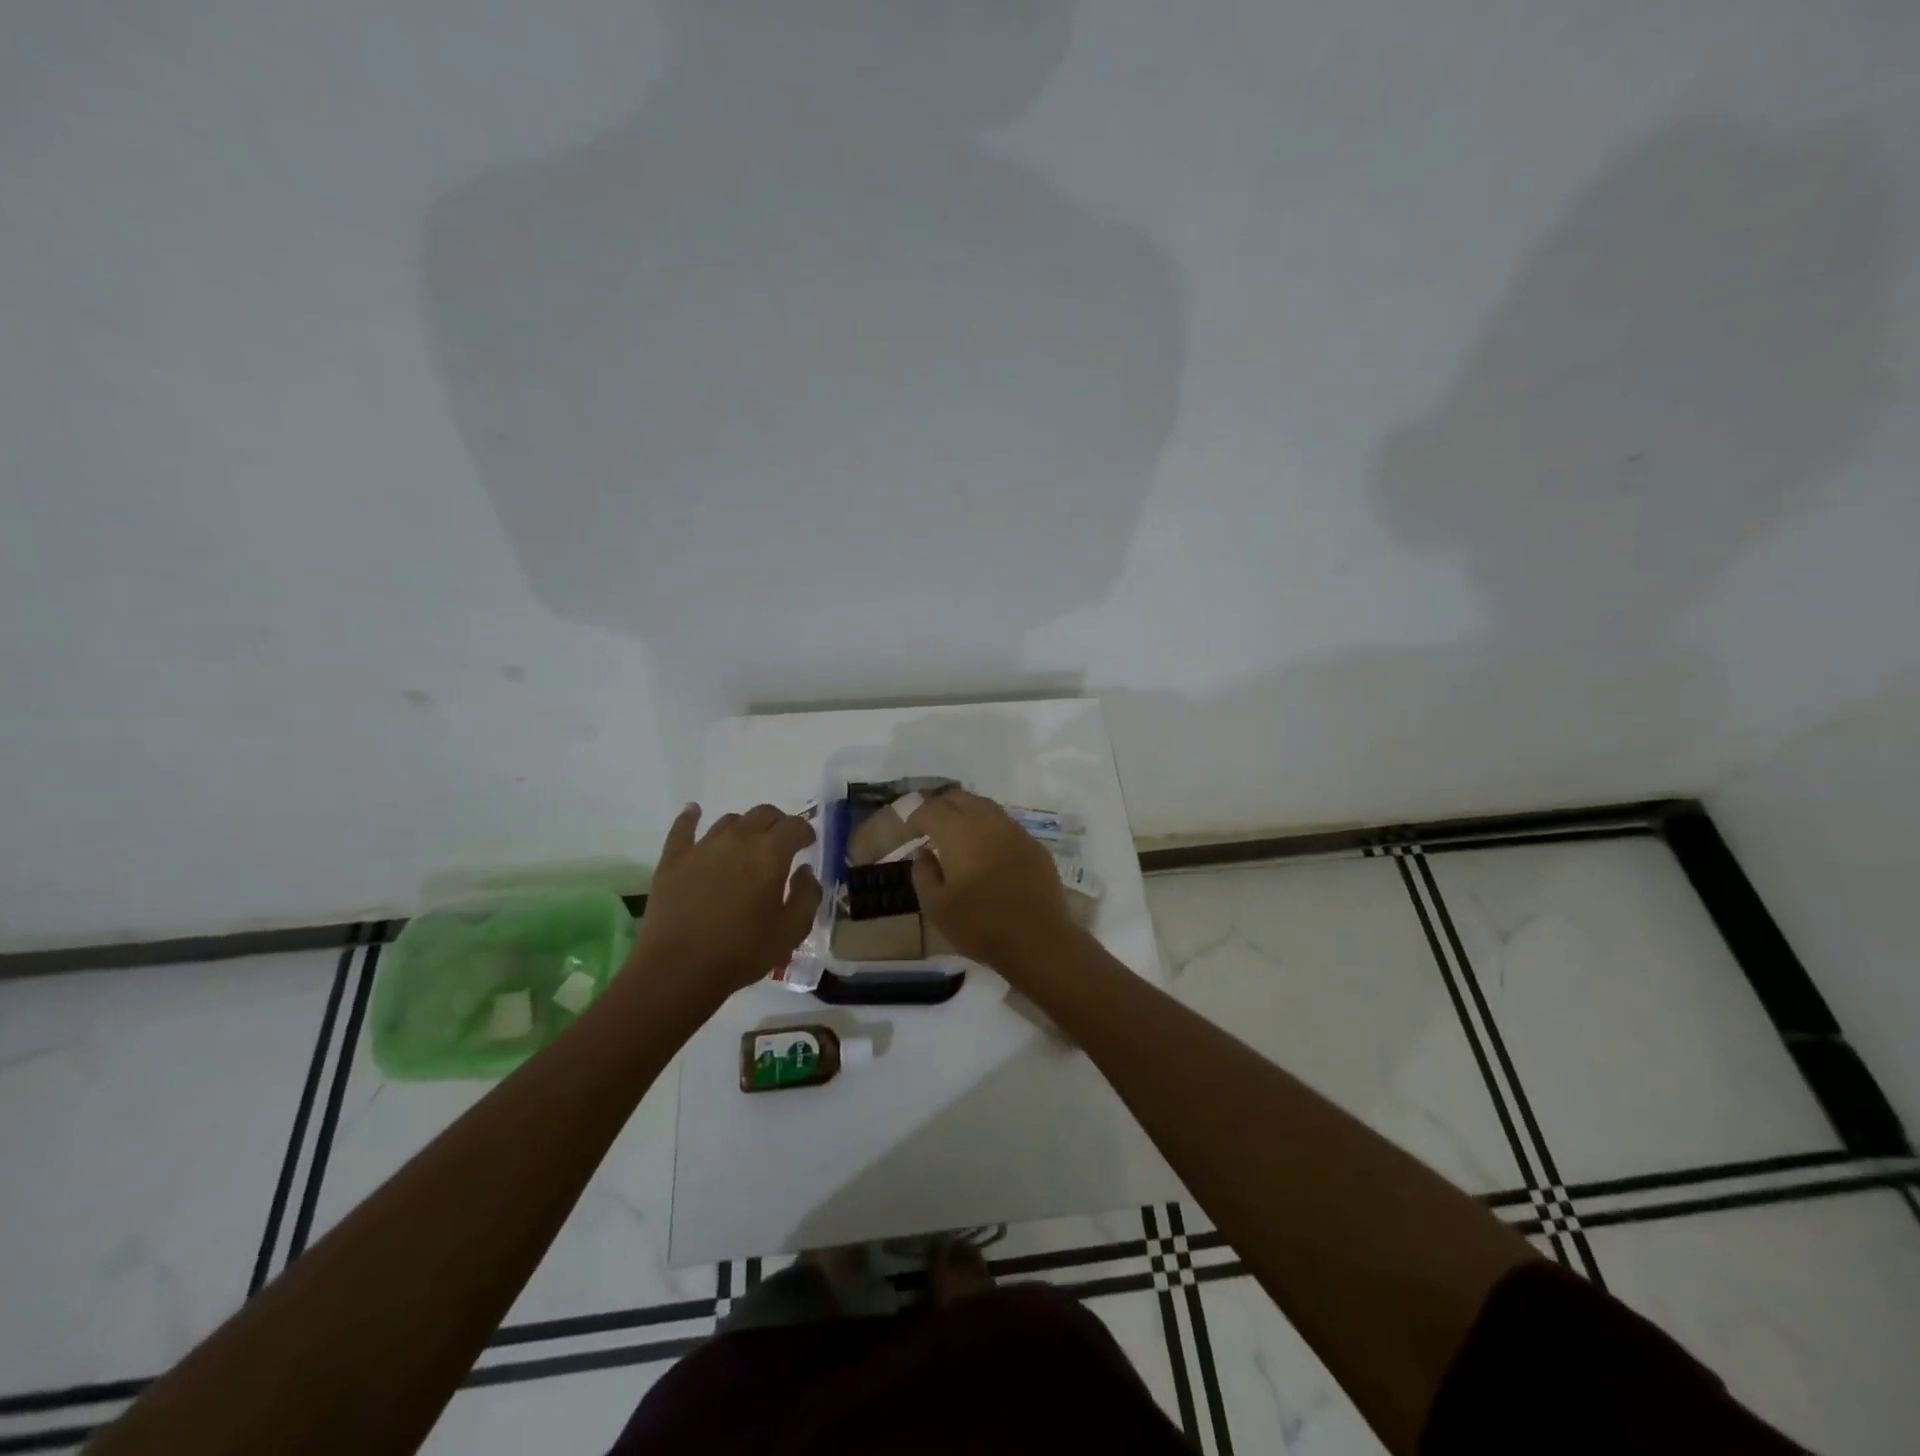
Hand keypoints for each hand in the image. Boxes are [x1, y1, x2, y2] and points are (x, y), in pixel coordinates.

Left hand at [630, 803, 821, 999]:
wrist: (678, 970)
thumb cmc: (742, 952)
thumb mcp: (792, 931)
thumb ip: (807, 896)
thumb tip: (804, 872)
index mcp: (770, 853)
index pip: (795, 826)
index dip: (805, 832)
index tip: (808, 844)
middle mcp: (738, 839)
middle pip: (763, 813)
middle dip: (778, 823)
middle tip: (782, 843)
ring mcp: (702, 847)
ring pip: (729, 821)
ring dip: (744, 827)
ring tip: (746, 844)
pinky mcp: (673, 860)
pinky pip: (683, 829)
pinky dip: (691, 817)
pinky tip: (694, 811)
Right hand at [907, 790, 1081, 972]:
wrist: (1038, 940)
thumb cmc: (980, 925)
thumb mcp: (937, 907)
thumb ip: (923, 874)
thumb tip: (923, 852)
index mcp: (959, 833)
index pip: (931, 809)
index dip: (916, 817)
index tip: (911, 832)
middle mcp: (987, 821)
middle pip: (958, 797)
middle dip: (940, 806)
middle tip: (930, 825)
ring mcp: (1014, 830)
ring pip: (984, 805)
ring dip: (965, 811)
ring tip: (956, 831)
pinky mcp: (1033, 843)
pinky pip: (1004, 822)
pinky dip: (988, 825)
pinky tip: (985, 846)